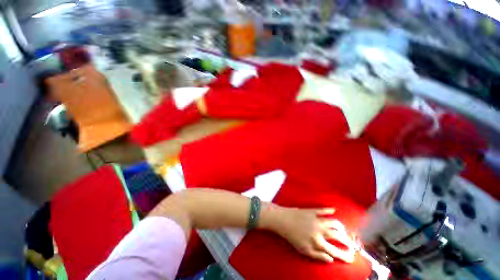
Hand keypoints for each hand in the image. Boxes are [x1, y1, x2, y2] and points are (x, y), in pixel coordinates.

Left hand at [272, 207, 355, 262]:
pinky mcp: (312, 210)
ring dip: (341, 226)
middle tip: (352, 244)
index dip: (345, 256)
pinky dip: (329, 209)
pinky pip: (323, 209)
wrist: (283, 220)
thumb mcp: (304, 251)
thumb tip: (331, 259)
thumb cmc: (292, 237)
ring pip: (333, 222)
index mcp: (318, 242)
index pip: (336, 251)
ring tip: (343, 229)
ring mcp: (316, 219)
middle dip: (348, 241)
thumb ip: (318, 256)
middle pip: (338, 236)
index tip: (352, 258)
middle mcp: (320, 230)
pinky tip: (333, 209)